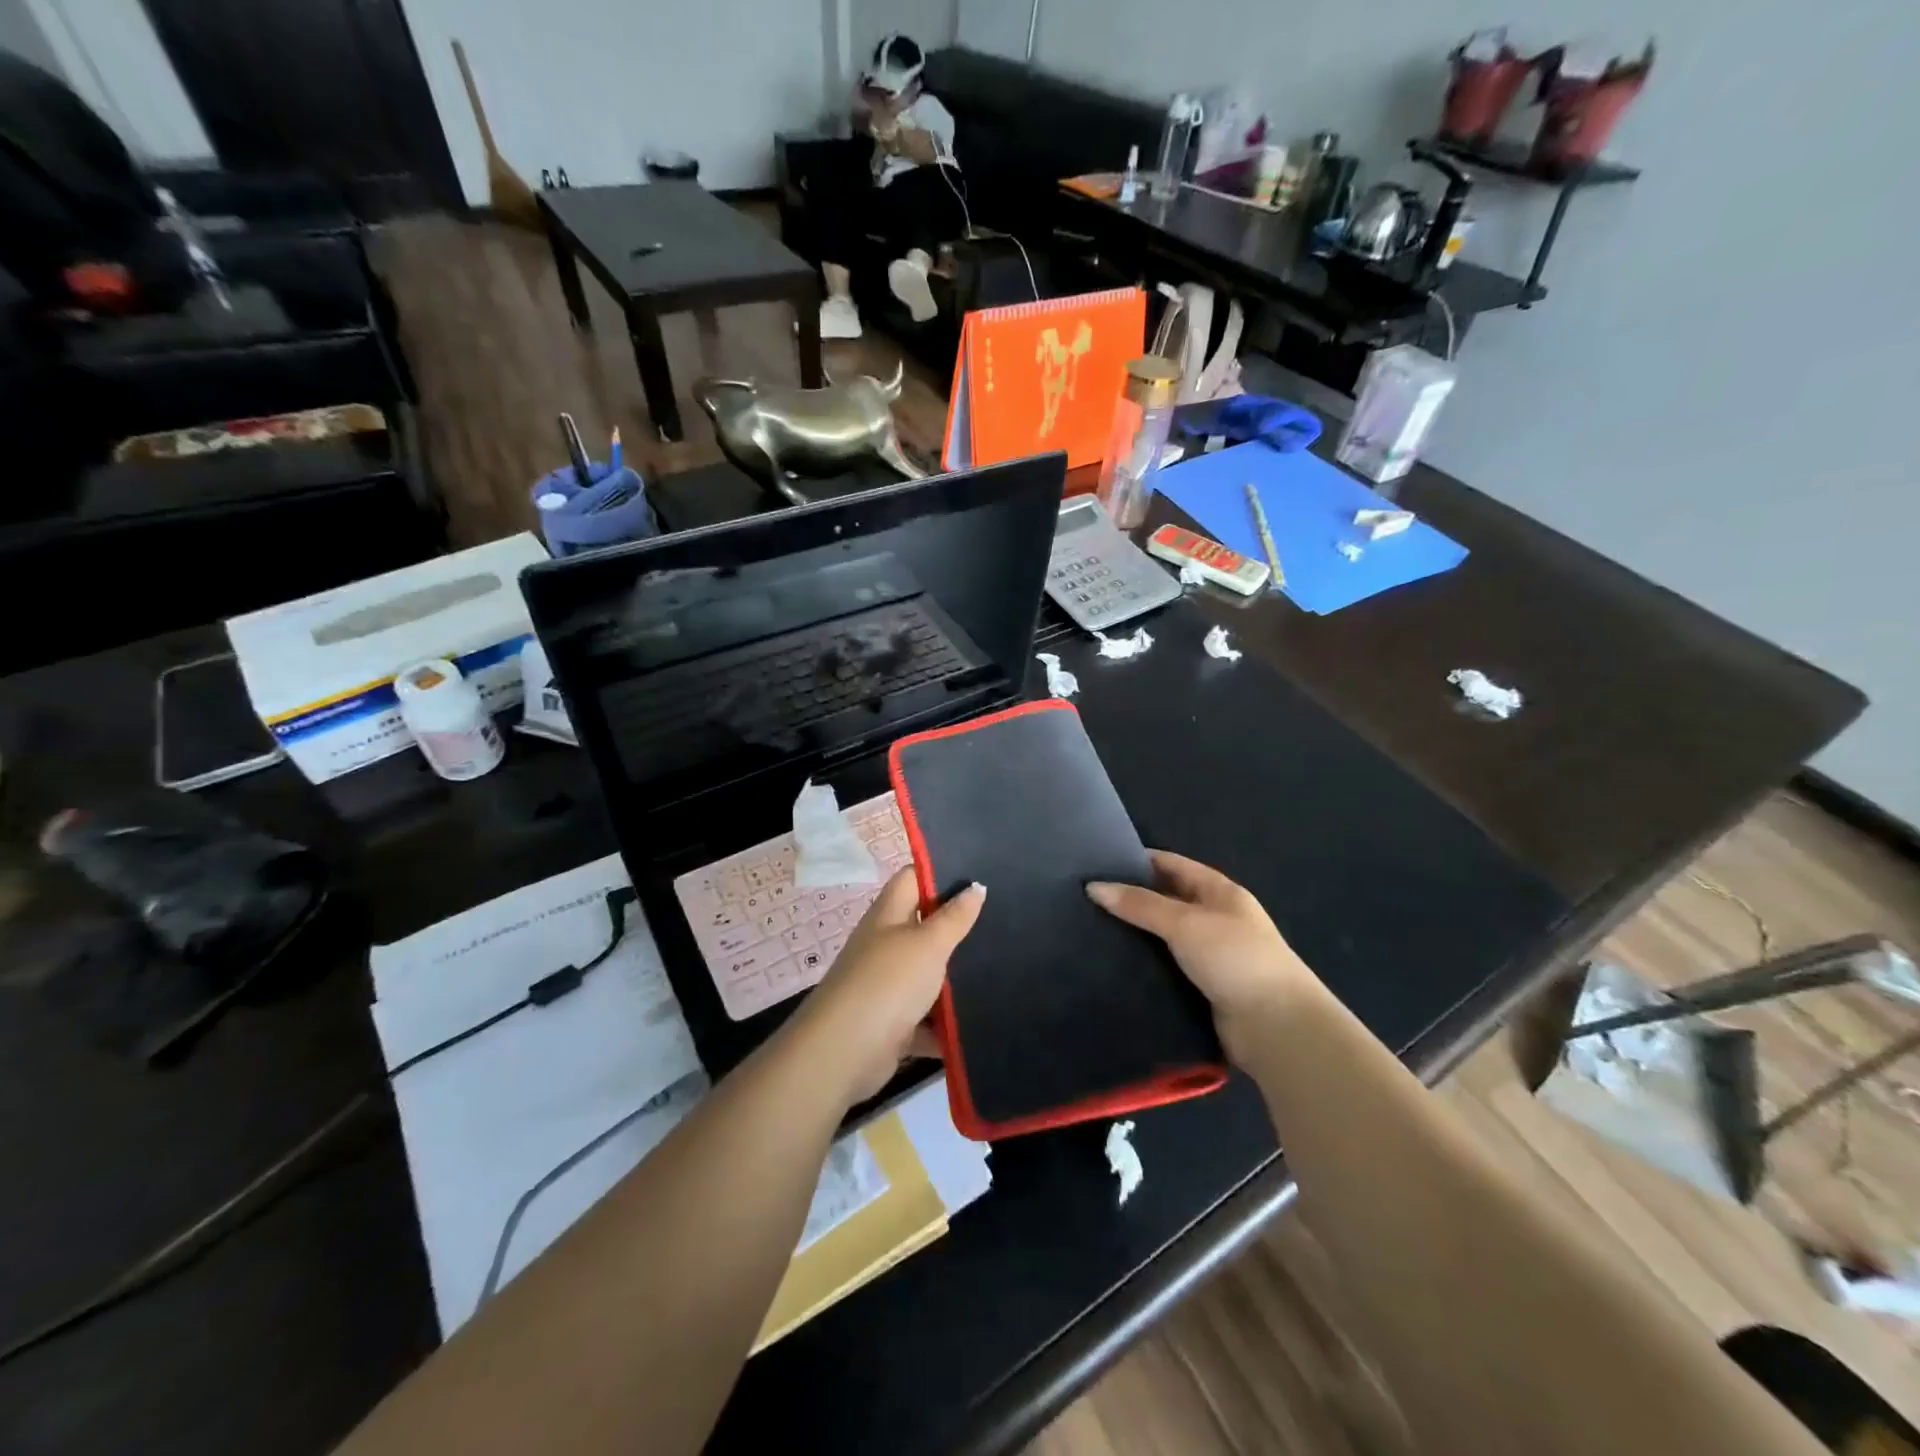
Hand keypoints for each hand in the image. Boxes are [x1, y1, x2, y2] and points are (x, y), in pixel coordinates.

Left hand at [793, 869, 984, 1103]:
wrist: (844, 1053)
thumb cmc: (888, 983)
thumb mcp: (928, 944)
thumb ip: (954, 918)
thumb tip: (976, 886)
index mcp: (888, 915)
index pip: (913, 879)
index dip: (940, 872)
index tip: (979, 873)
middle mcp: (885, 945)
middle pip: (924, 927)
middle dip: (958, 928)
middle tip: (1002, 923)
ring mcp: (887, 986)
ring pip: (928, 975)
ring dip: (956, 979)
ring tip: (1004, 970)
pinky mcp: (893, 1024)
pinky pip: (927, 1019)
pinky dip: (947, 1024)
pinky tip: (982, 1021)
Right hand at [1087, 851, 1318, 1064]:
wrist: (1277, 1027)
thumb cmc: (1234, 958)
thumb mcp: (1184, 922)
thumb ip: (1140, 905)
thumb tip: (1094, 886)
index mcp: (1220, 892)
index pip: (1172, 865)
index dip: (1138, 860)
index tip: (1098, 862)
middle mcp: (1217, 918)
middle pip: (1167, 900)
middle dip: (1132, 898)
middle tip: (1086, 899)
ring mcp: (1212, 955)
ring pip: (1164, 936)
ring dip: (1136, 935)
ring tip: (1090, 930)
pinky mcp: (1204, 987)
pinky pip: (1167, 967)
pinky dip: (1145, 965)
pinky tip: (1114, 965)